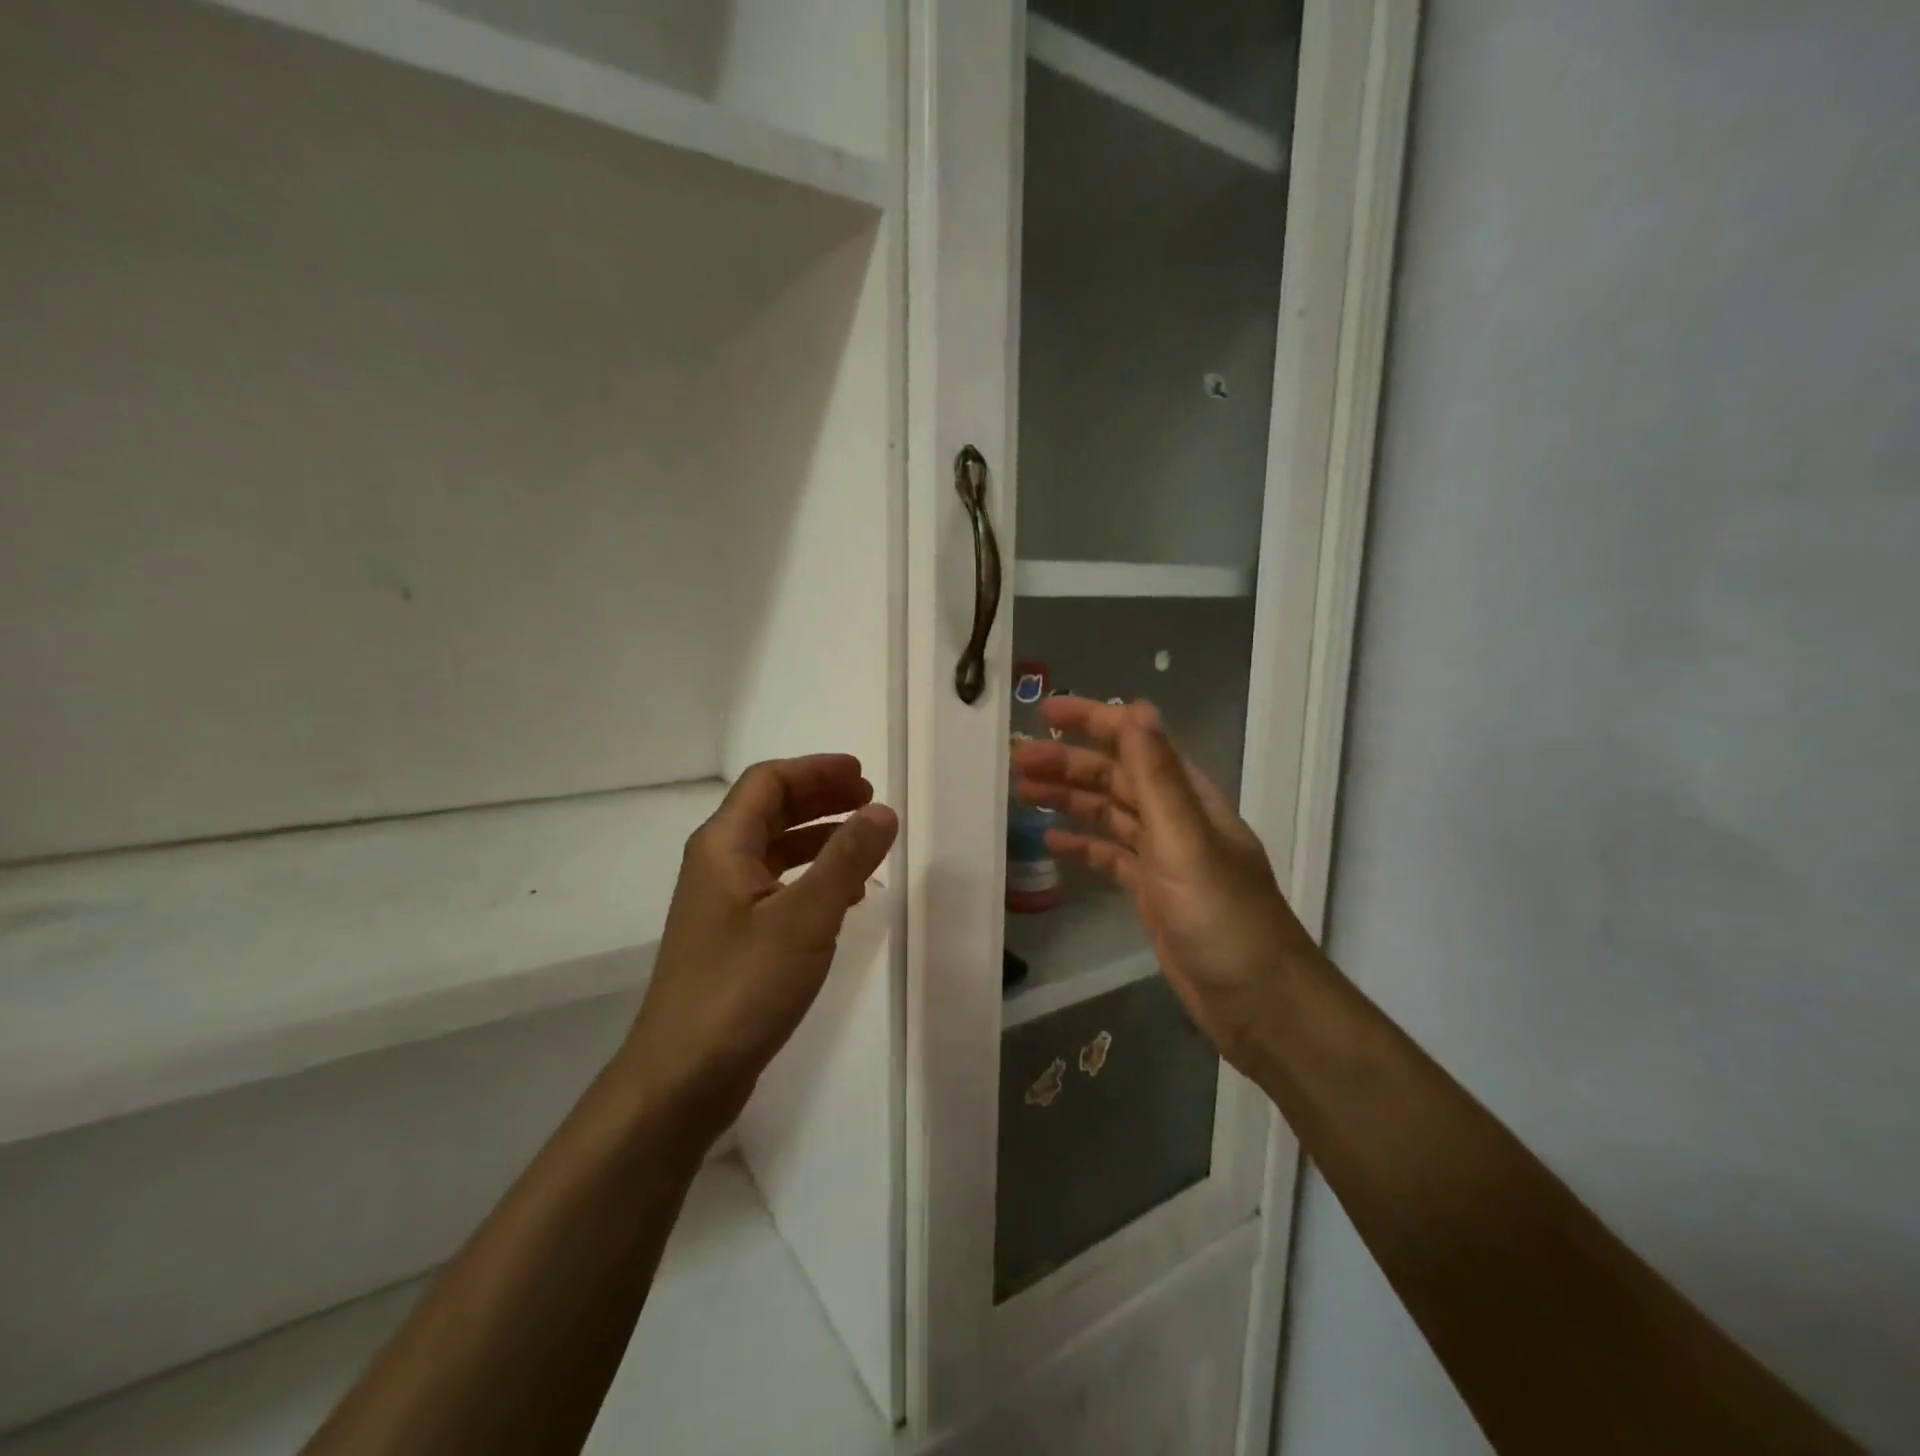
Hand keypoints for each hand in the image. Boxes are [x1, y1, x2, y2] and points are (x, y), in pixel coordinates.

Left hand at [622, 755, 897, 1136]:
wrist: (683, 1076)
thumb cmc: (742, 986)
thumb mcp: (806, 917)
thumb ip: (847, 859)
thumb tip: (882, 810)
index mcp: (723, 846)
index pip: (769, 782)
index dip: (816, 770)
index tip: (864, 776)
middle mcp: (716, 865)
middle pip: (770, 810)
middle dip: (821, 798)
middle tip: (870, 802)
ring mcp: (721, 904)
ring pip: (774, 850)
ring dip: (819, 837)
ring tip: (865, 844)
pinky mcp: (731, 938)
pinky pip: (775, 887)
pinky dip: (810, 877)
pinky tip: (843, 897)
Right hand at [1012, 698, 1318, 1069]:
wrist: (1259, 1004)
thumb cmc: (1223, 920)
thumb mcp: (1186, 842)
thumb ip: (1158, 777)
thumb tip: (1135, 708)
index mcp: (1188, 797)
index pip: (1135, 741)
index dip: (1092, 720)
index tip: (1043, 711)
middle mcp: (1175, 819)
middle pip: (1115, 776)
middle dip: (1067, 763)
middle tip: (1016, 760)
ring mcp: (1163, 858)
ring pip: (1108, 814)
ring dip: (1069, 799)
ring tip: (1021, 793)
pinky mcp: (1152, 893)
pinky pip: (1110, 857)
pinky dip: (1082, 844)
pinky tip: (1052, 843)